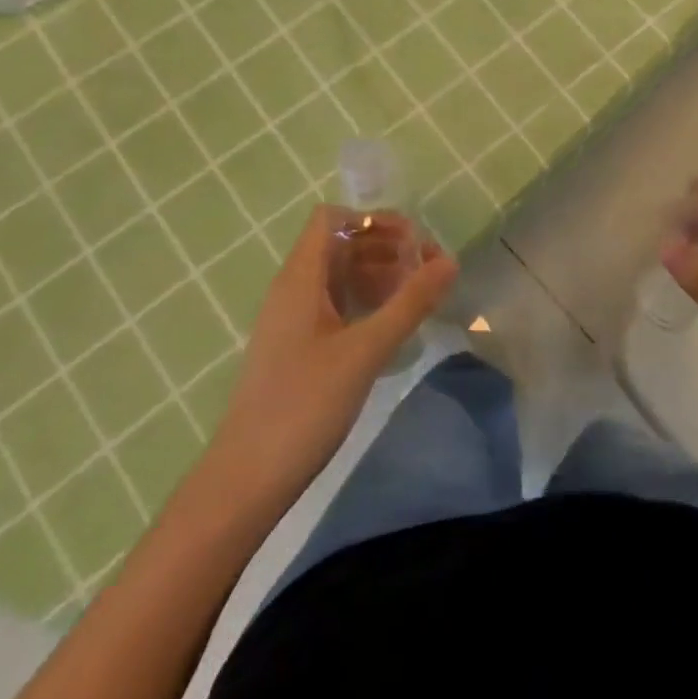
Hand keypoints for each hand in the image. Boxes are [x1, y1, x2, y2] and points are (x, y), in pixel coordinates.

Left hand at [209, 205, 456, 498]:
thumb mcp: (366, 350)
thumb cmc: (304, 406)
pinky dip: (367, 300)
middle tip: (428, 270)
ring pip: (340, 275)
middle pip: (341, 243)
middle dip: (386, 246)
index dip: (372, 219)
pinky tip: (393, 323)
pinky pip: (336, 303)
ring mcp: (294, 318)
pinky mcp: (299, 346)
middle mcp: (294, 288)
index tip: (412, 243)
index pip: (332, 218)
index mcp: (300, 278)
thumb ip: (410, 303)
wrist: (247, 480)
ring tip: (418, 295)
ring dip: (379, 273)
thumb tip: (449, 261)